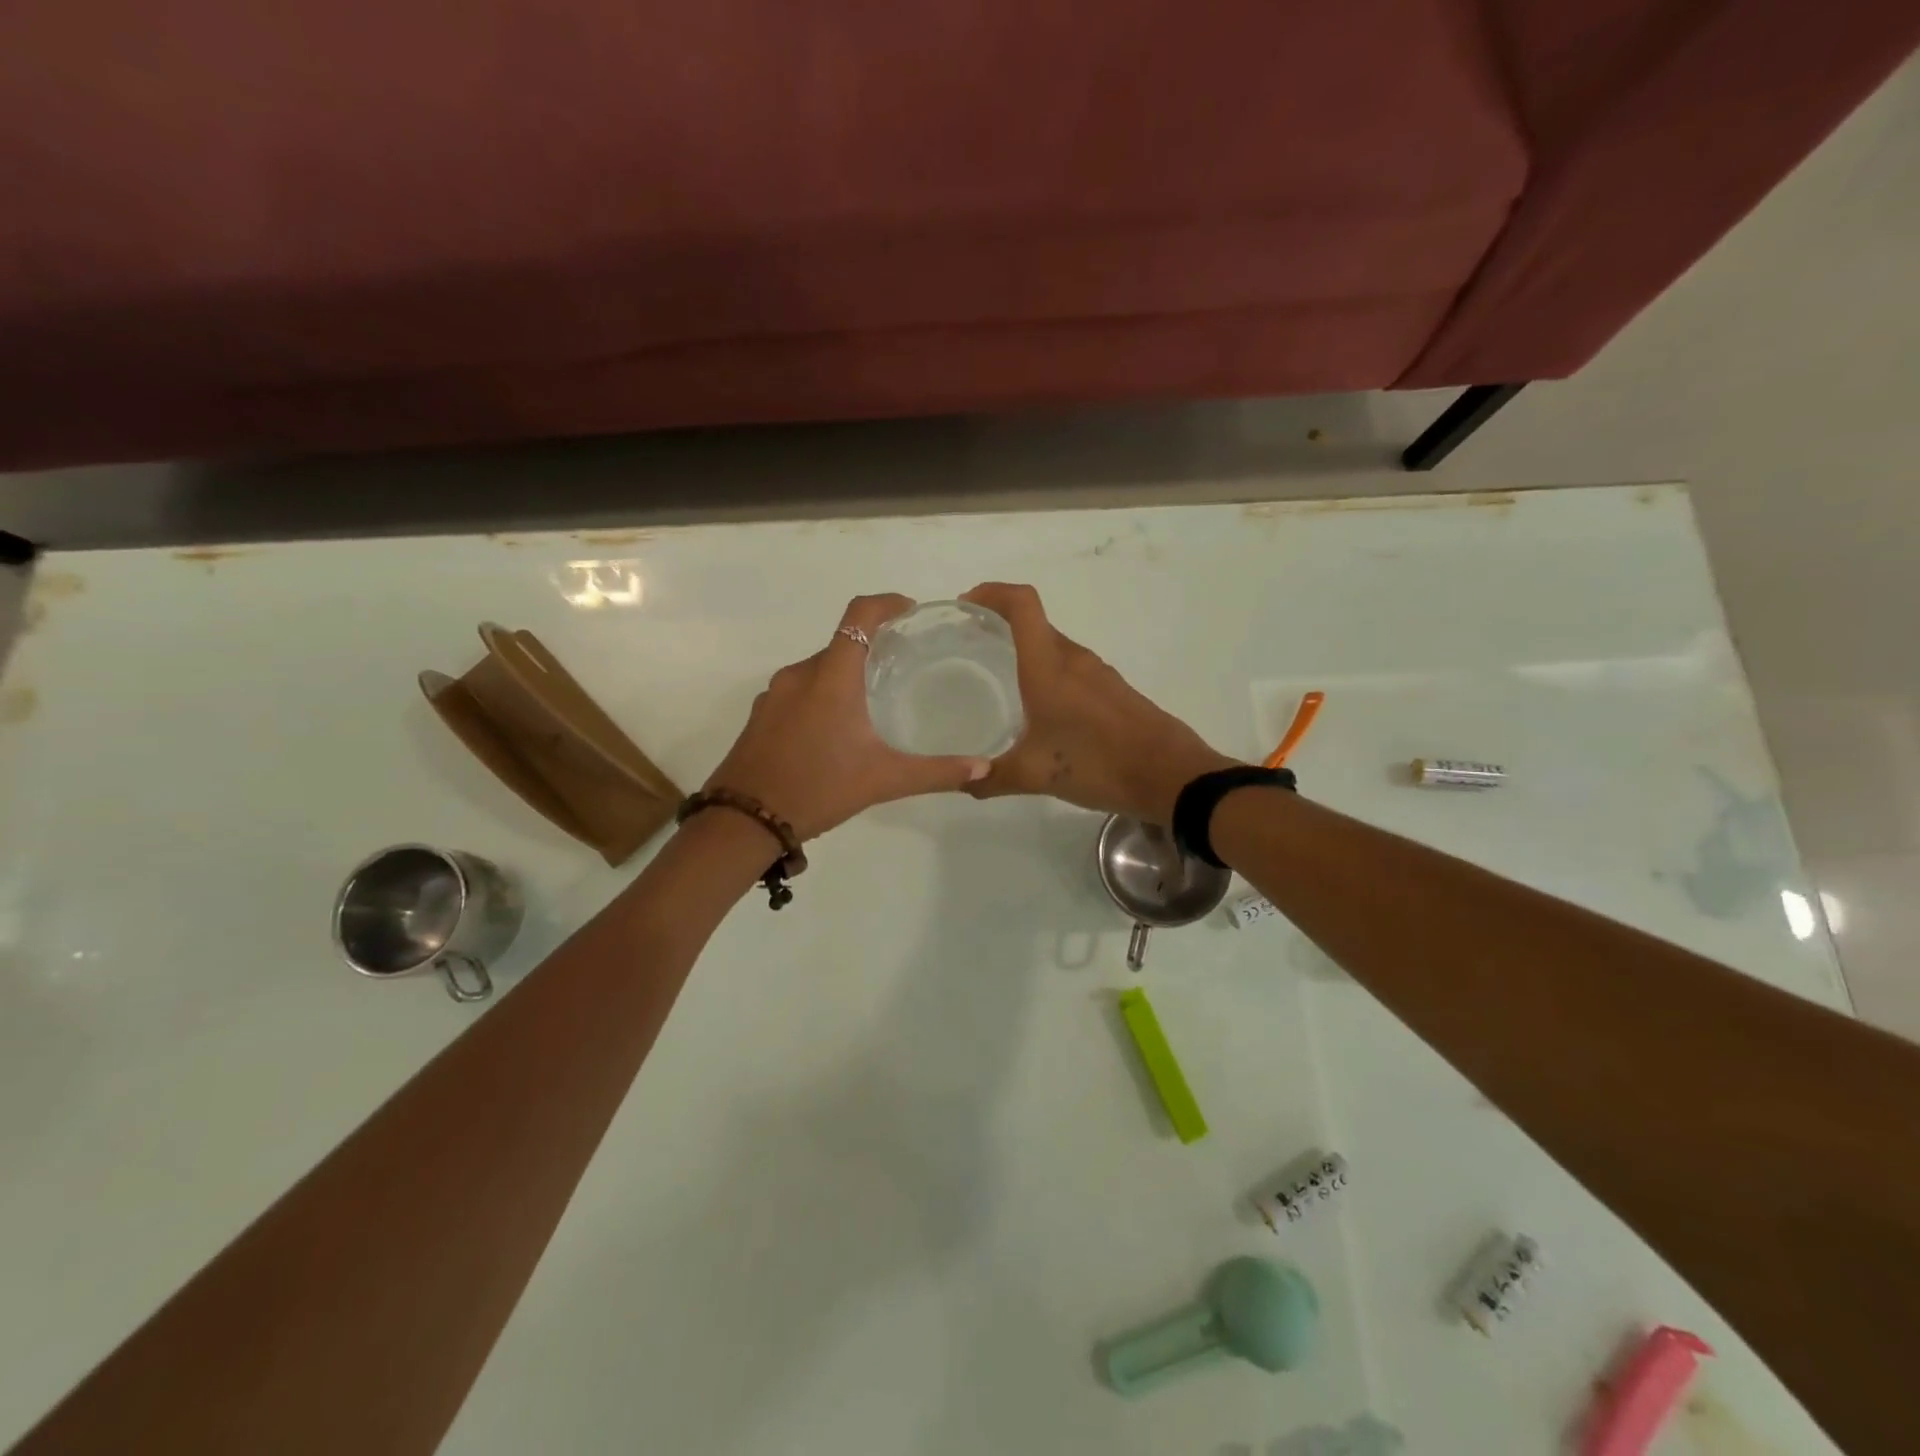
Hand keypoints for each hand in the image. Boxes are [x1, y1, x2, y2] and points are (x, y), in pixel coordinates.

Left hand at [705, 594, 990, 840]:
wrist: (743, 821)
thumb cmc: (817, 789)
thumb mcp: (883, 780)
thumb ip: (935, 771)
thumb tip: (982, 767)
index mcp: (832, 677)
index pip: (860, 615)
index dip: (887, 603)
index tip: (910, 612)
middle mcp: (800, 674)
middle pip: (842, 643)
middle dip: (873, 646)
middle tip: (904, 666)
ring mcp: (775, 694)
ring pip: (819, 669)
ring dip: (847, 674)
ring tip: (874, 700)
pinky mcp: (761, 715)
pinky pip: (799, 690)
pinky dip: (822, 694)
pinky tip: (836, 730)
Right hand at [960, 582, 1240, 822]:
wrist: (1171, 776)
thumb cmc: (1098, 764)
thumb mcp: (1035, 775)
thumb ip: (992, 777)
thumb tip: (964, 781)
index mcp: (1049, 667)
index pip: (1022, 605)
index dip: (992, 593)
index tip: (966, 604)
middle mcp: (1074, 661)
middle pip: (1035, 624)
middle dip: (1001, 624)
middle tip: (971, 646)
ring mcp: (1099, 675)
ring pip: (1055, 648)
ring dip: (1027, 651)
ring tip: (1000, 677)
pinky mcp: (1115, 692)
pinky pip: (1073, 670)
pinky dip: (1050, 674)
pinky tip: (1042, 709)